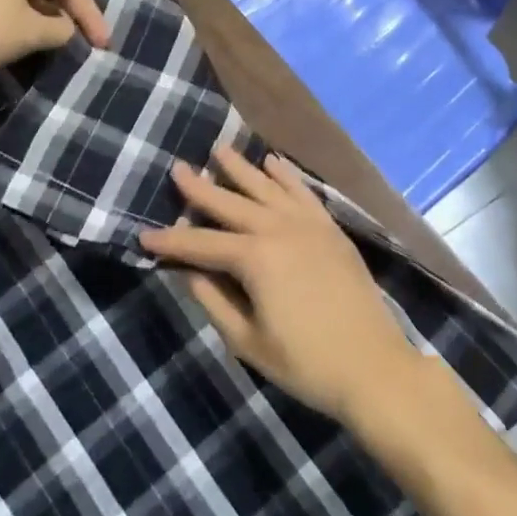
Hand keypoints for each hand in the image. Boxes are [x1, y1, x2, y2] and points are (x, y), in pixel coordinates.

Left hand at [0, 0, 108, 82]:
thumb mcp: (30, 33)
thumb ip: (61, 29)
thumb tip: (66, 29)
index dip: (92, 15)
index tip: (104, 45)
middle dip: (69, 11)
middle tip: (87, 38)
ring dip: (45, 13)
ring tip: (60, 38)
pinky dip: (21, 12)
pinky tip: (25, 32)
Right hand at [140, 145, 424, 422]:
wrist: (374, 366)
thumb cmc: (306, 363)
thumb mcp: (248, 341)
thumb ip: (215, 302)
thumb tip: (188, 272)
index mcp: (255, 258)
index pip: (201, 244)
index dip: (171, 241)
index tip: (143, 235)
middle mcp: (279, 229)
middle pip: (232, 203)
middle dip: (202, 188)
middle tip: (178, 168)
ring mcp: (309, 225)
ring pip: (267, 188)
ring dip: (242, 169)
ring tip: (220, 149)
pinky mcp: (331, 229)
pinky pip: (303, 192)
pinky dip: (286, 175)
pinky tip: (273, 162)